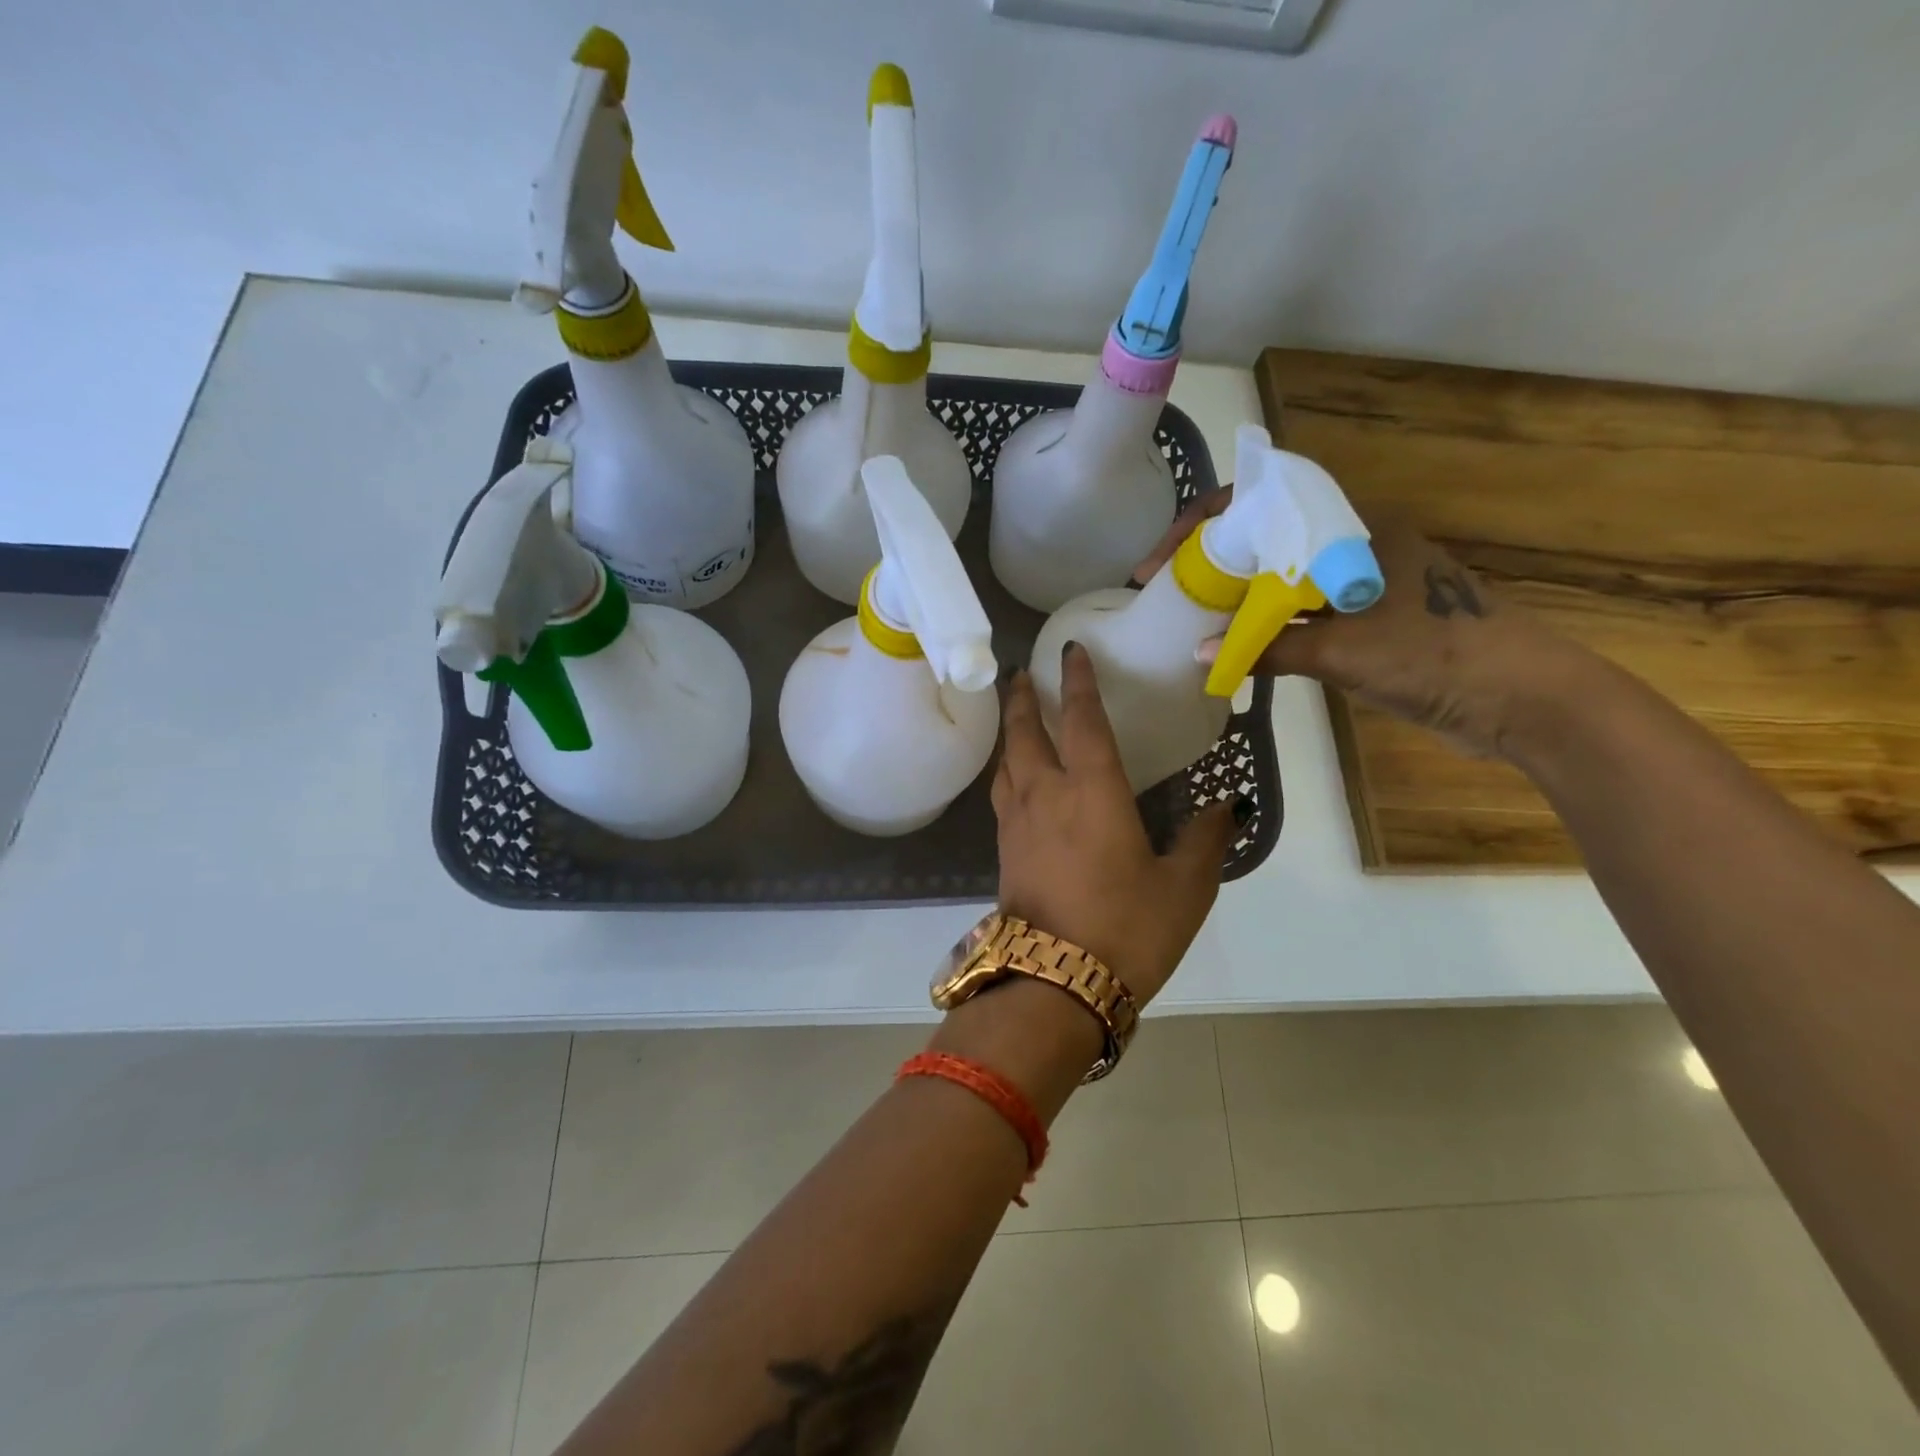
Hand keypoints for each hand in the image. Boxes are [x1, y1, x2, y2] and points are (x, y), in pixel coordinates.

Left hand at [991, 646, 1240, 1004]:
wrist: (1054, 984)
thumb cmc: (1126, 929)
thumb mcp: (1184, 888)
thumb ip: (1204, 841)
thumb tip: (1226, 808)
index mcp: (1092, 791)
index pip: (1083, 720)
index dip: (1079, 682)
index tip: (1071, 651)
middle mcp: (1046, 795)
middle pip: (1026, 732)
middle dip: (1024, 698)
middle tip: (1022, 673)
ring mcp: (1018, 823)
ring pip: (1007, 761)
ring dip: (1010, 731)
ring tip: (1016, 717)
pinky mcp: (1004, 851)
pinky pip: (1001, 793)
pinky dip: (1006, 769)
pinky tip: (1014, 778)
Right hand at [1135, 492, 1577, 761]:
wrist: (1520, 700)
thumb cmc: (1437, 655)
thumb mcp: (1346, 649)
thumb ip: (1270, 649)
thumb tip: (1200, 654)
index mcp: (1352, 529)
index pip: (1264, 505)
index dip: (1205, 525)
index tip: (1163, 559)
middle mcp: (1352, 548)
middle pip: (1265, 540)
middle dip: (1213, 561)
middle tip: (1167, 589)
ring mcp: (1358, 586)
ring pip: (1279, 579)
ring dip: (1237, 596)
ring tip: (1189, 616)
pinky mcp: (1364, 622)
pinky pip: (1297, 615)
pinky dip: (1263, 627)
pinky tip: (1234, 645)